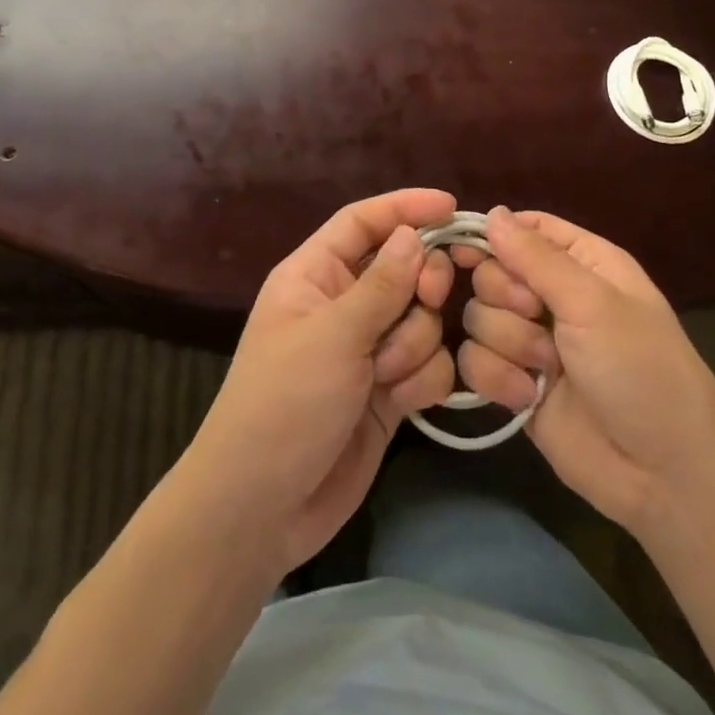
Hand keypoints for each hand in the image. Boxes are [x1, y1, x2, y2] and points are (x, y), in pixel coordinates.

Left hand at [178, 189, 458, 575]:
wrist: (263, 509)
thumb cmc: (284, 403)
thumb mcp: (332, 336)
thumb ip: (382, 284)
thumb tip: (413, 234)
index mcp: (315, 275)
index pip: (362, 222)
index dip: (404, 207)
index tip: (451, 206)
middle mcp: (343, 305)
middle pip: (403, 267)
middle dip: (421, 284)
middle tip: (428, 299)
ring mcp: (367, 349)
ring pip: (422, 318)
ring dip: (415, 343)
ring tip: (386, 375)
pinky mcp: (387, 391)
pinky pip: (428, 363)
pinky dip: (423, 378)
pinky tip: (401, 402)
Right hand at [455, 207, 714, 539]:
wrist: (665, 476)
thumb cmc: (642, 371)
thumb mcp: (594, 303)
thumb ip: (536, 257)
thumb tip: (493, 212)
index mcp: (583, 263)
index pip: (525, 229)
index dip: (494, 235)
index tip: (469, 251)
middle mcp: (554, 297)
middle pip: (491, 272)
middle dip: (506, 297)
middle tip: (536, 316)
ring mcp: (533, 342)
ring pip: (480, 317)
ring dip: (508, 342)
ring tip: (545, 368)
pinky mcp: (515, 385)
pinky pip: (475, 362)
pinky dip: (497, 378)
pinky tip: (527, 397)